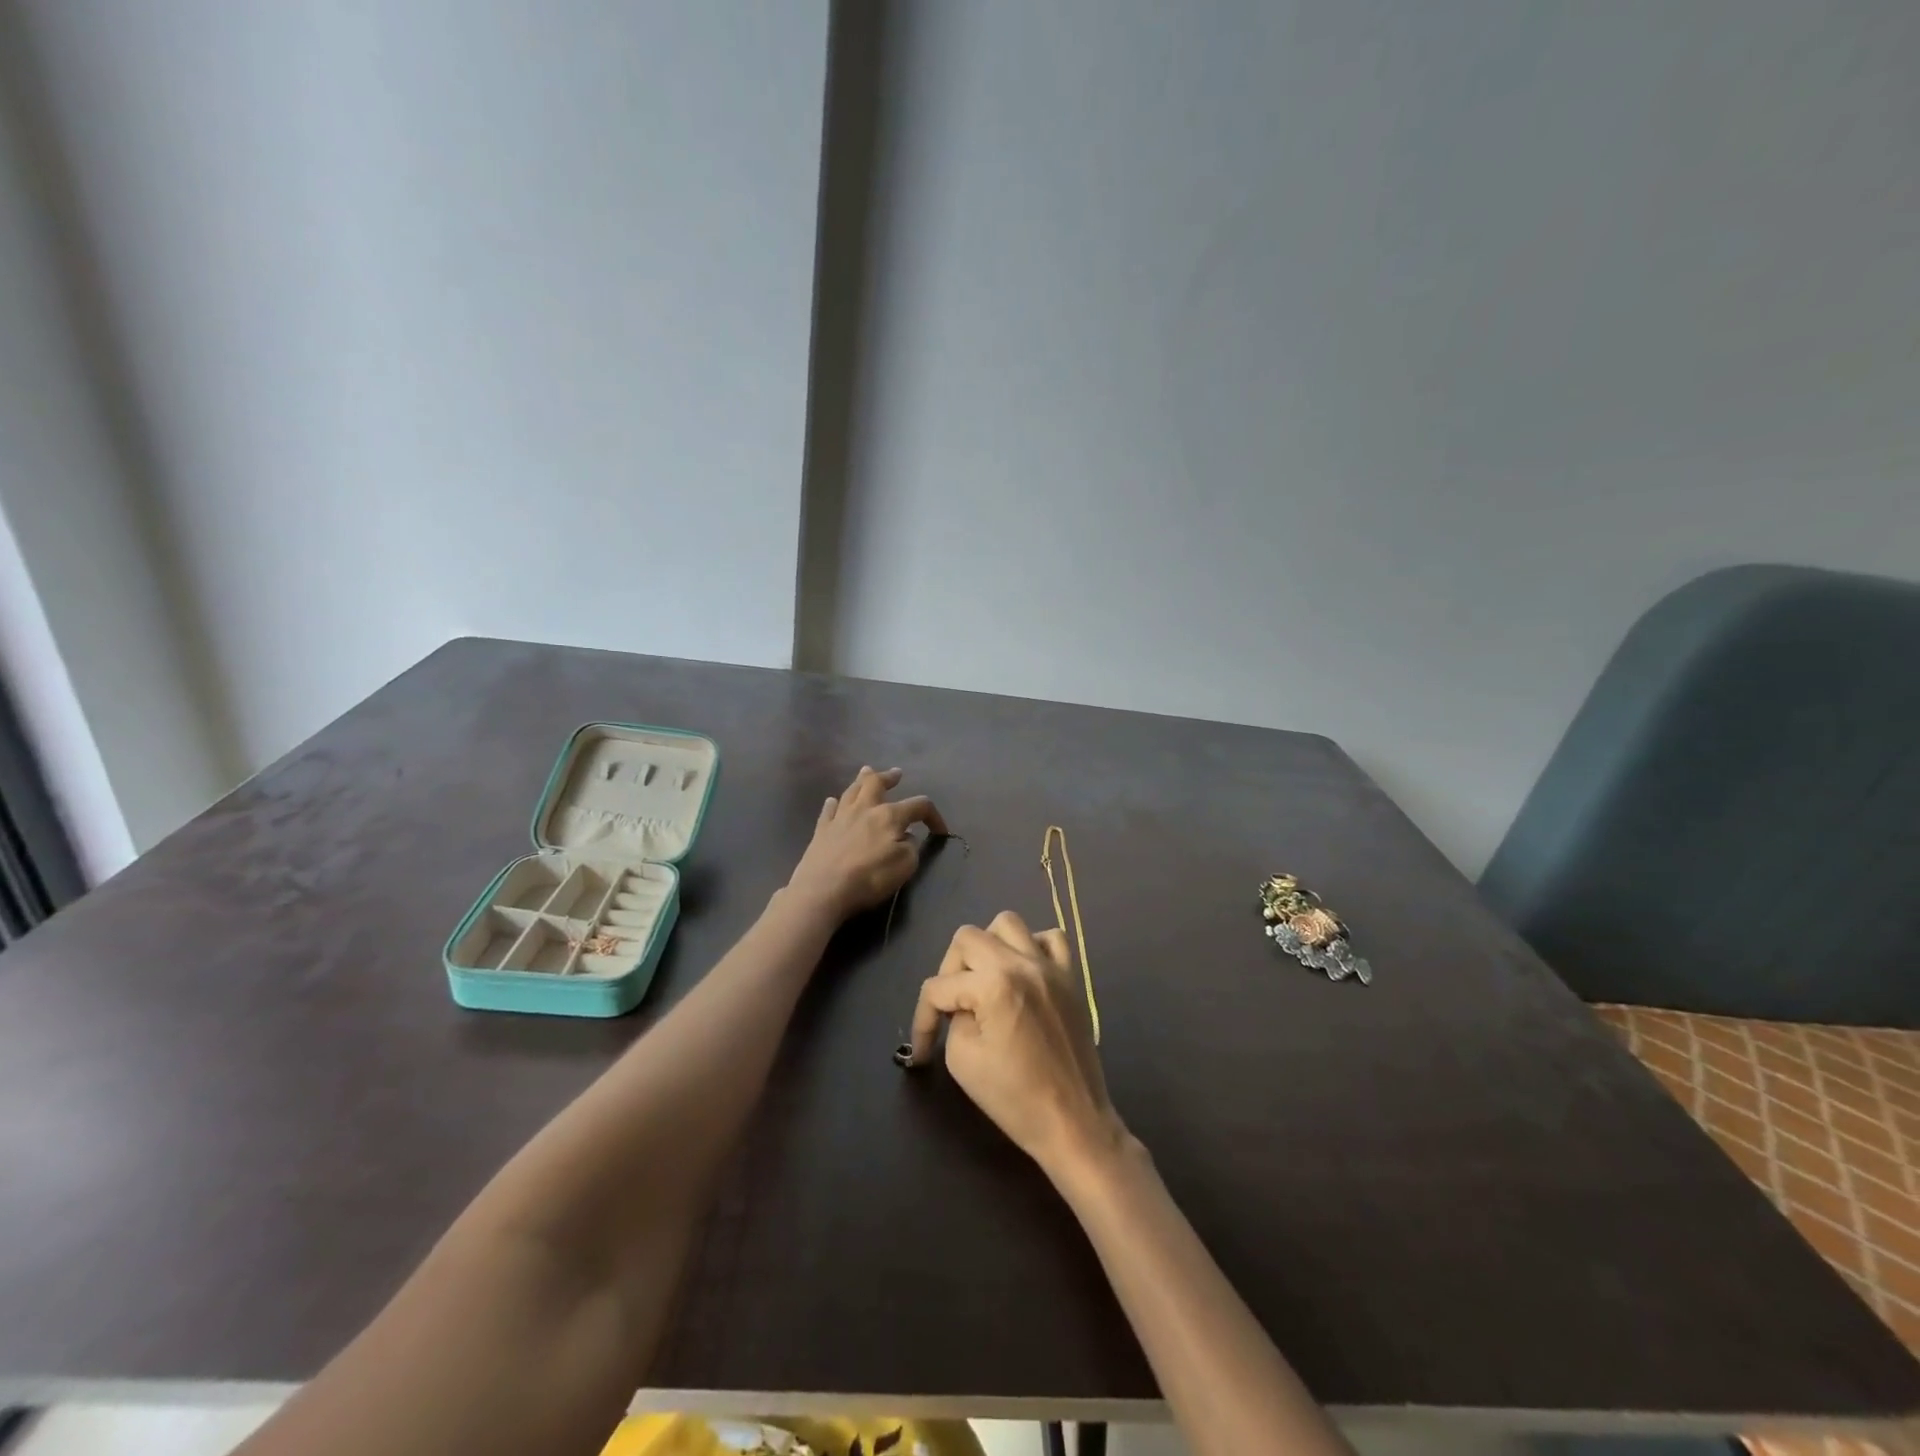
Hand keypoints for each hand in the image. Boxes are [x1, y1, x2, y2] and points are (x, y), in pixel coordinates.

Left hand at [786, 766, 948, 921]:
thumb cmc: (869, 877)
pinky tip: (833, 801)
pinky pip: (828, 810)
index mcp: (889, 816)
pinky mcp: (821, 831)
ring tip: (866, 772)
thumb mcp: (905, 865)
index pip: (919, 806)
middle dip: (889, 777)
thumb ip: (910, 847)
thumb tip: (906, 837)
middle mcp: (864, 809)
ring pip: (851, 791)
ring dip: (861, 780)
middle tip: (896, 774)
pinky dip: (833, 804)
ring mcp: (839, 817)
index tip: (940, 831)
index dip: (934, 816)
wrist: (823, 890)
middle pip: (876, 783)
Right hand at [905, 910, 1128, 1179]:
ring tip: (984, 980)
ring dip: (987, 946)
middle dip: (950, 970)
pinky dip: (1030, 946)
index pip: (939, 986)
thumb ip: (953, 1019)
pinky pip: (1050, 938)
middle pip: (967, 938)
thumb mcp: (963, 1060)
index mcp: (994, 984)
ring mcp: (1050, 966)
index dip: (922, 1018)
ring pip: (1007, 923)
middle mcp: (1022, 963)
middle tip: (951, 1005)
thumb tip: (959, 1004)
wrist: (1073, 1121)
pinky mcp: (1070, 977)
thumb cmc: (1014, 1098)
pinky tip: (1022, 973)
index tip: (922, 1051)